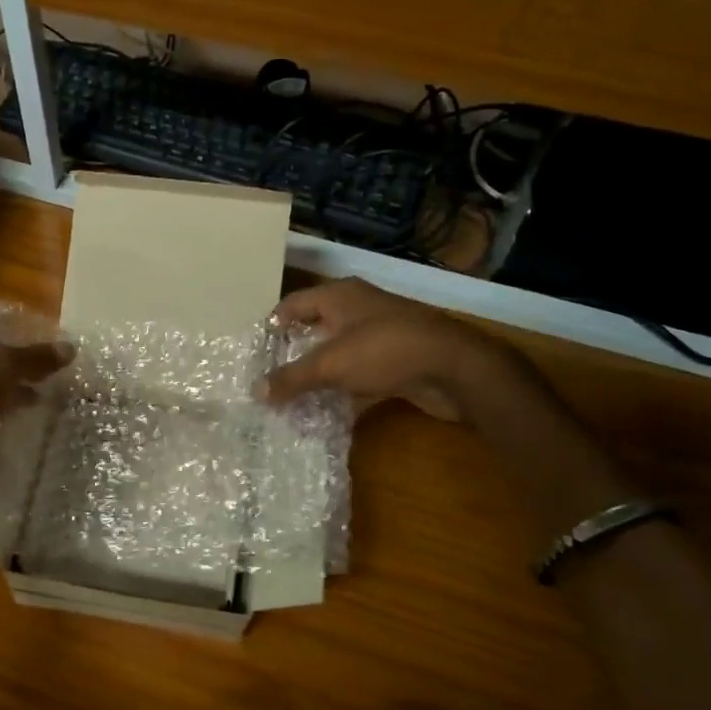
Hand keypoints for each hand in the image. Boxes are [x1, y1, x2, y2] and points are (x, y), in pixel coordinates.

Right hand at [258, 279, 522, 421]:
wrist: (455, 368)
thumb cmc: (385, 350)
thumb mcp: (331, 364)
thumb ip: (293, 378)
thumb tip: (256, 391)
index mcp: (340, 296)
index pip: (293, 304)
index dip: (273, 324)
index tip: (256, 350)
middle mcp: (358, 310)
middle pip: (315, 328)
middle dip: (293, 353)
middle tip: (269, 377)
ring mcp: (379, 336)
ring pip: (338, 354)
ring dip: (318, 376)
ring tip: (290, 399)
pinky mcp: (395, 363)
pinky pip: (359, 376)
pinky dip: (343, 392)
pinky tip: (326, 413)